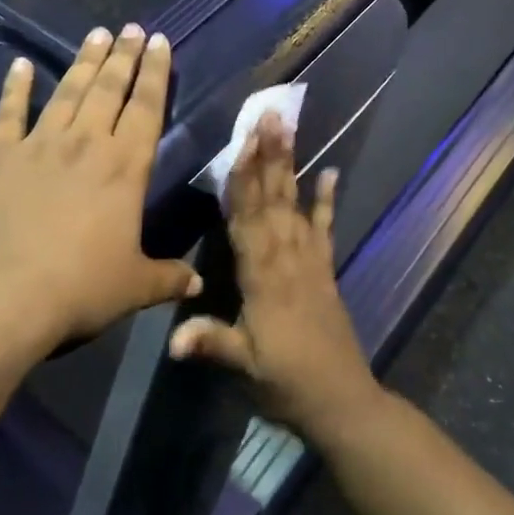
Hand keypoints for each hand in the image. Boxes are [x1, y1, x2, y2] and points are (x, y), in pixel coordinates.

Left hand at [0, 24, 200, 356]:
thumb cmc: (76, 290)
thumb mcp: (132, 287)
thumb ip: (167, 278)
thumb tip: (199, 285)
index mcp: (124, 168)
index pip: (147, 108)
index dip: (156, 73)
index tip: (160, 42)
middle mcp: (85, 145)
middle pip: (109, 89)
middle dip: (123, 56)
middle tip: (131, 28)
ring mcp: (37, 146)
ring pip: (68, 92)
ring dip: (83, 62)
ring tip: (96, 34)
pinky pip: (9, 113)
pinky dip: (15, 88)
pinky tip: (20, 66)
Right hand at [167, 113, 381, 438]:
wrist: (341, 401)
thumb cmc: (286, 383)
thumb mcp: (246, 366)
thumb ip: (212, 344)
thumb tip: (172, 339)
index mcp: (262, 275)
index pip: (247, 217)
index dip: (243, 179)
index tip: (242, 141)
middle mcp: (286, 257)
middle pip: (273, 198)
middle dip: (269, 155)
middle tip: (269, 114)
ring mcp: (309, 260)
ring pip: (295, 204)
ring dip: (291, 165)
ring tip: (289, 128)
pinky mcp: (325, 270)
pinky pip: (326, 228)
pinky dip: (328, 201)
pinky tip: (332, 173)